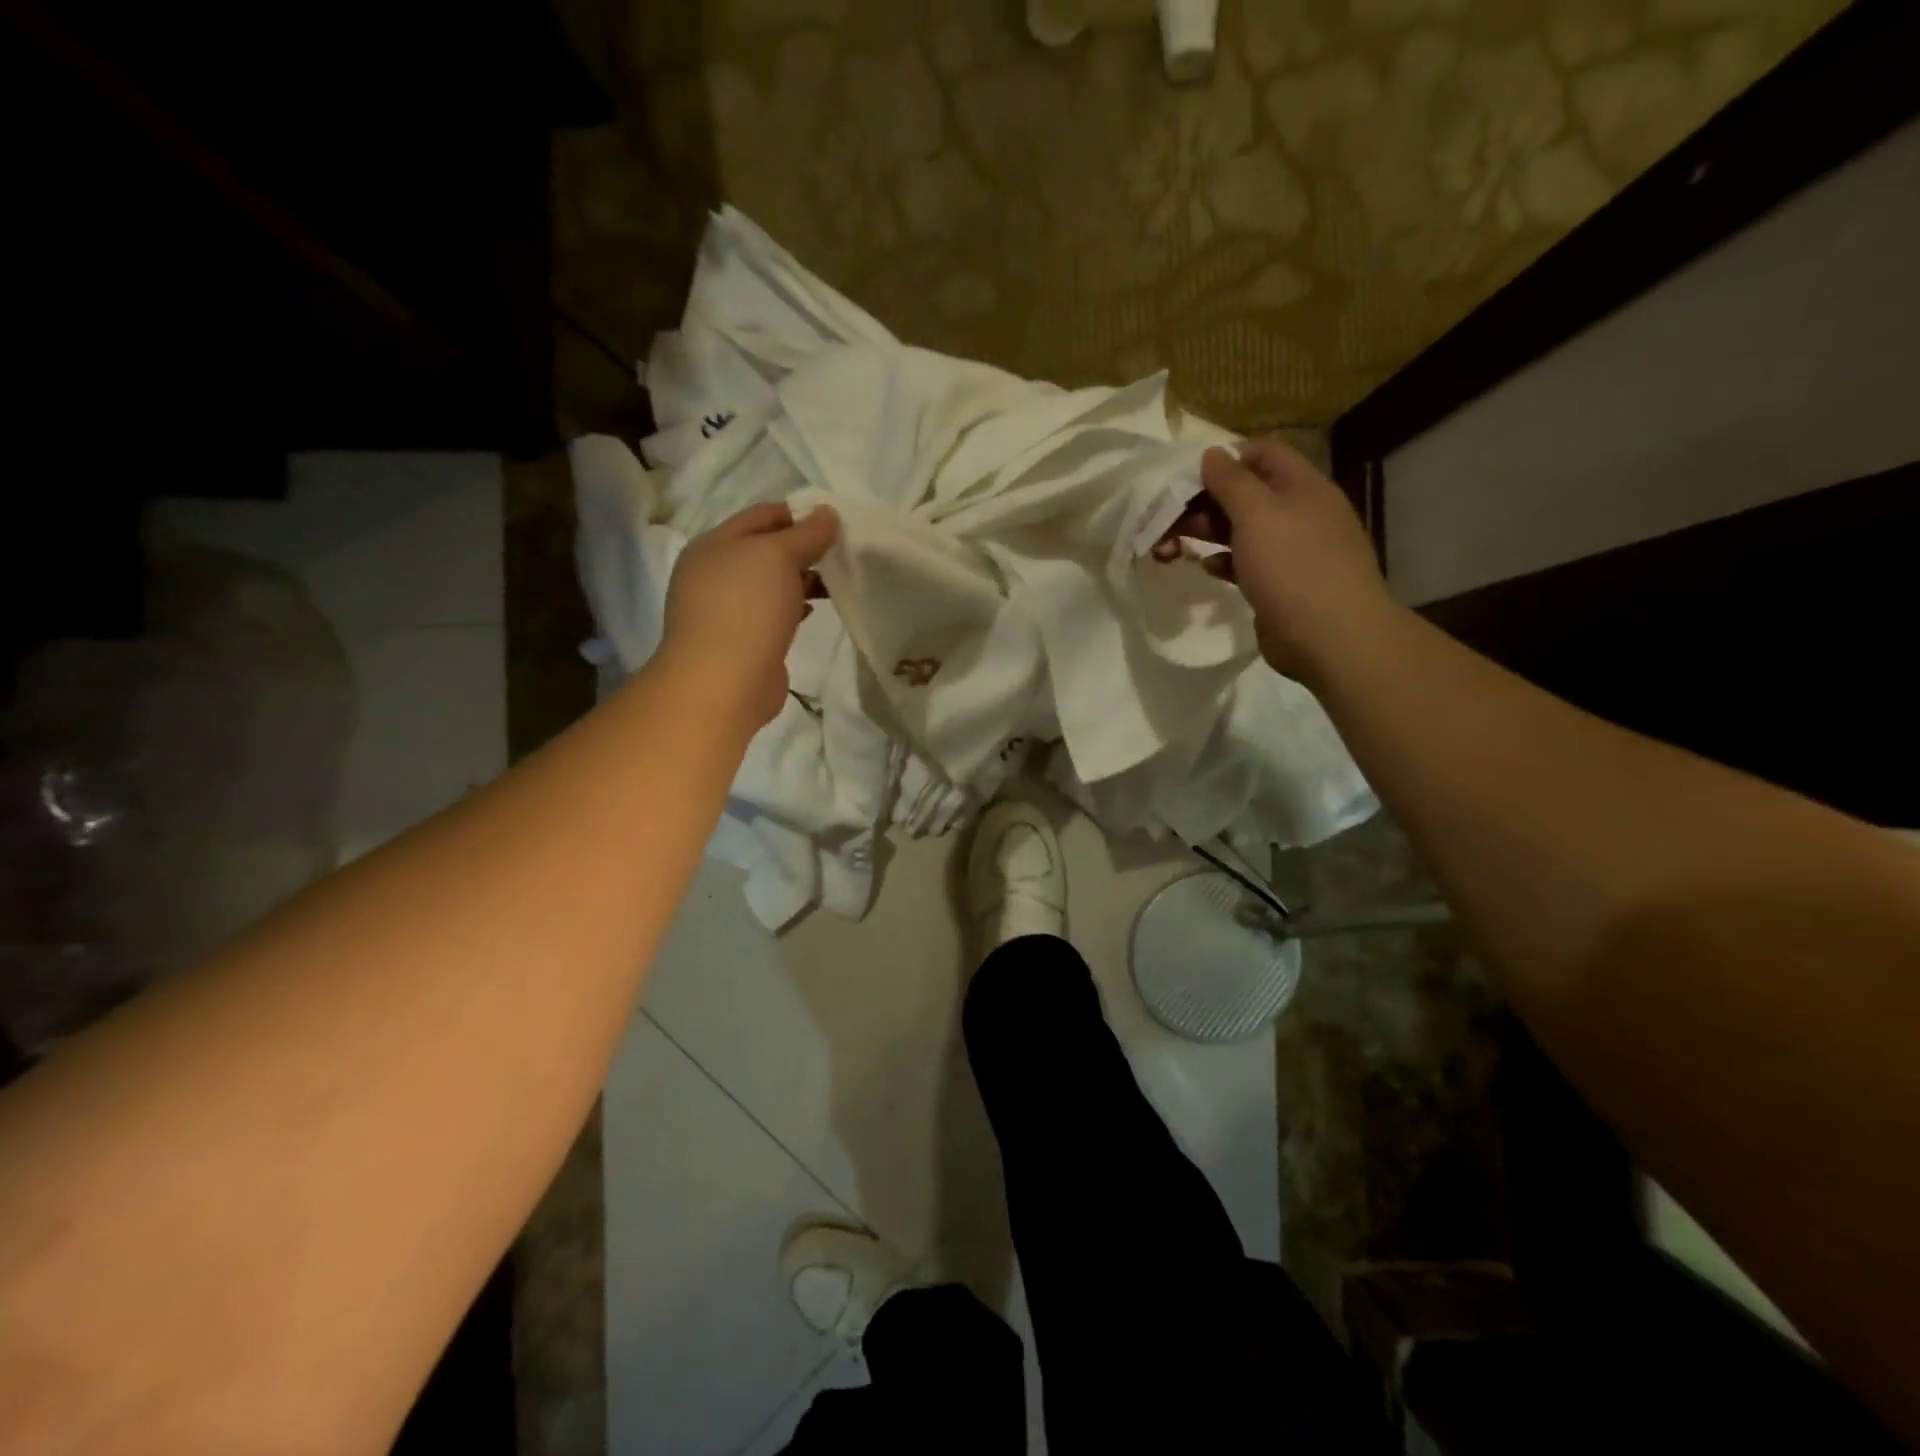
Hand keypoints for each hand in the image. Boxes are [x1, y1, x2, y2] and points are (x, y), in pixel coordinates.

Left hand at [657, 500, 838, 731]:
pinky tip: (813, 611)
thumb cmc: (747, 608)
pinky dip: (793, 607)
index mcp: (713, 544)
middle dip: (802, 548)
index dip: (798, 514)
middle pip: (765, 550)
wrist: (723, 682)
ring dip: (800, 579)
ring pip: (770, 584)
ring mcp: (725, 609)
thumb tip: (827, 513)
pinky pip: (771, 613)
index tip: (835, 522)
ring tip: (834, 581)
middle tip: (841, 552)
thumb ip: (805, 533)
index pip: (761, 515)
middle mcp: (714, 573)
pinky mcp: (741, 640)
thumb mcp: (778, 556)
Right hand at [1160, 439, 1397, 683]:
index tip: (1188, 481)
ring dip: (1206, 534)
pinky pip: (1246, 563)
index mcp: (1301, 486)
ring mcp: (1291, 551)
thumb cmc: (1293, 566)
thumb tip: (1212, 453)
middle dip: (1203, 503)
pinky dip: (1223, 562)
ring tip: (1170, 548)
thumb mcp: (1257, 513)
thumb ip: (1231, 481)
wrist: (1329, 637)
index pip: (1262, 453)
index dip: (1225, 461)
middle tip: (1165, 520)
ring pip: (1241, 530)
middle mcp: (1298, 513)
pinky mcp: (1279, 585)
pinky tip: (1206, 569)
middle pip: (1245, 494)